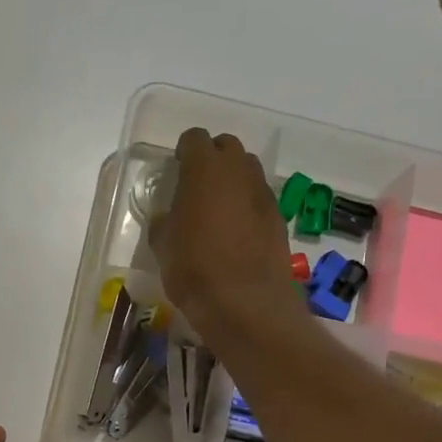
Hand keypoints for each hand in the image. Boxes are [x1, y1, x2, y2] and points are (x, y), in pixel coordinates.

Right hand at [151, 128, 304, 342]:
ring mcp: (263, 193)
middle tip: (197, 186)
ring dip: (233, 181)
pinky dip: (248, 206)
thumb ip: (164, 221)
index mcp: (204, 169)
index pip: (194, 139)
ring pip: (248, 171)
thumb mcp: (162, 245)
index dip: (184, 152)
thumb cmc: (194, 268)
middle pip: (227, 147)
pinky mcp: (279, 218)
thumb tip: (169, 216)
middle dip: (212, 159)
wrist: (245, 303)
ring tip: (218, 209)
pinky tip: (237, 232)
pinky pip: (259, 199)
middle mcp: (239, 171)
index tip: (176, 169)